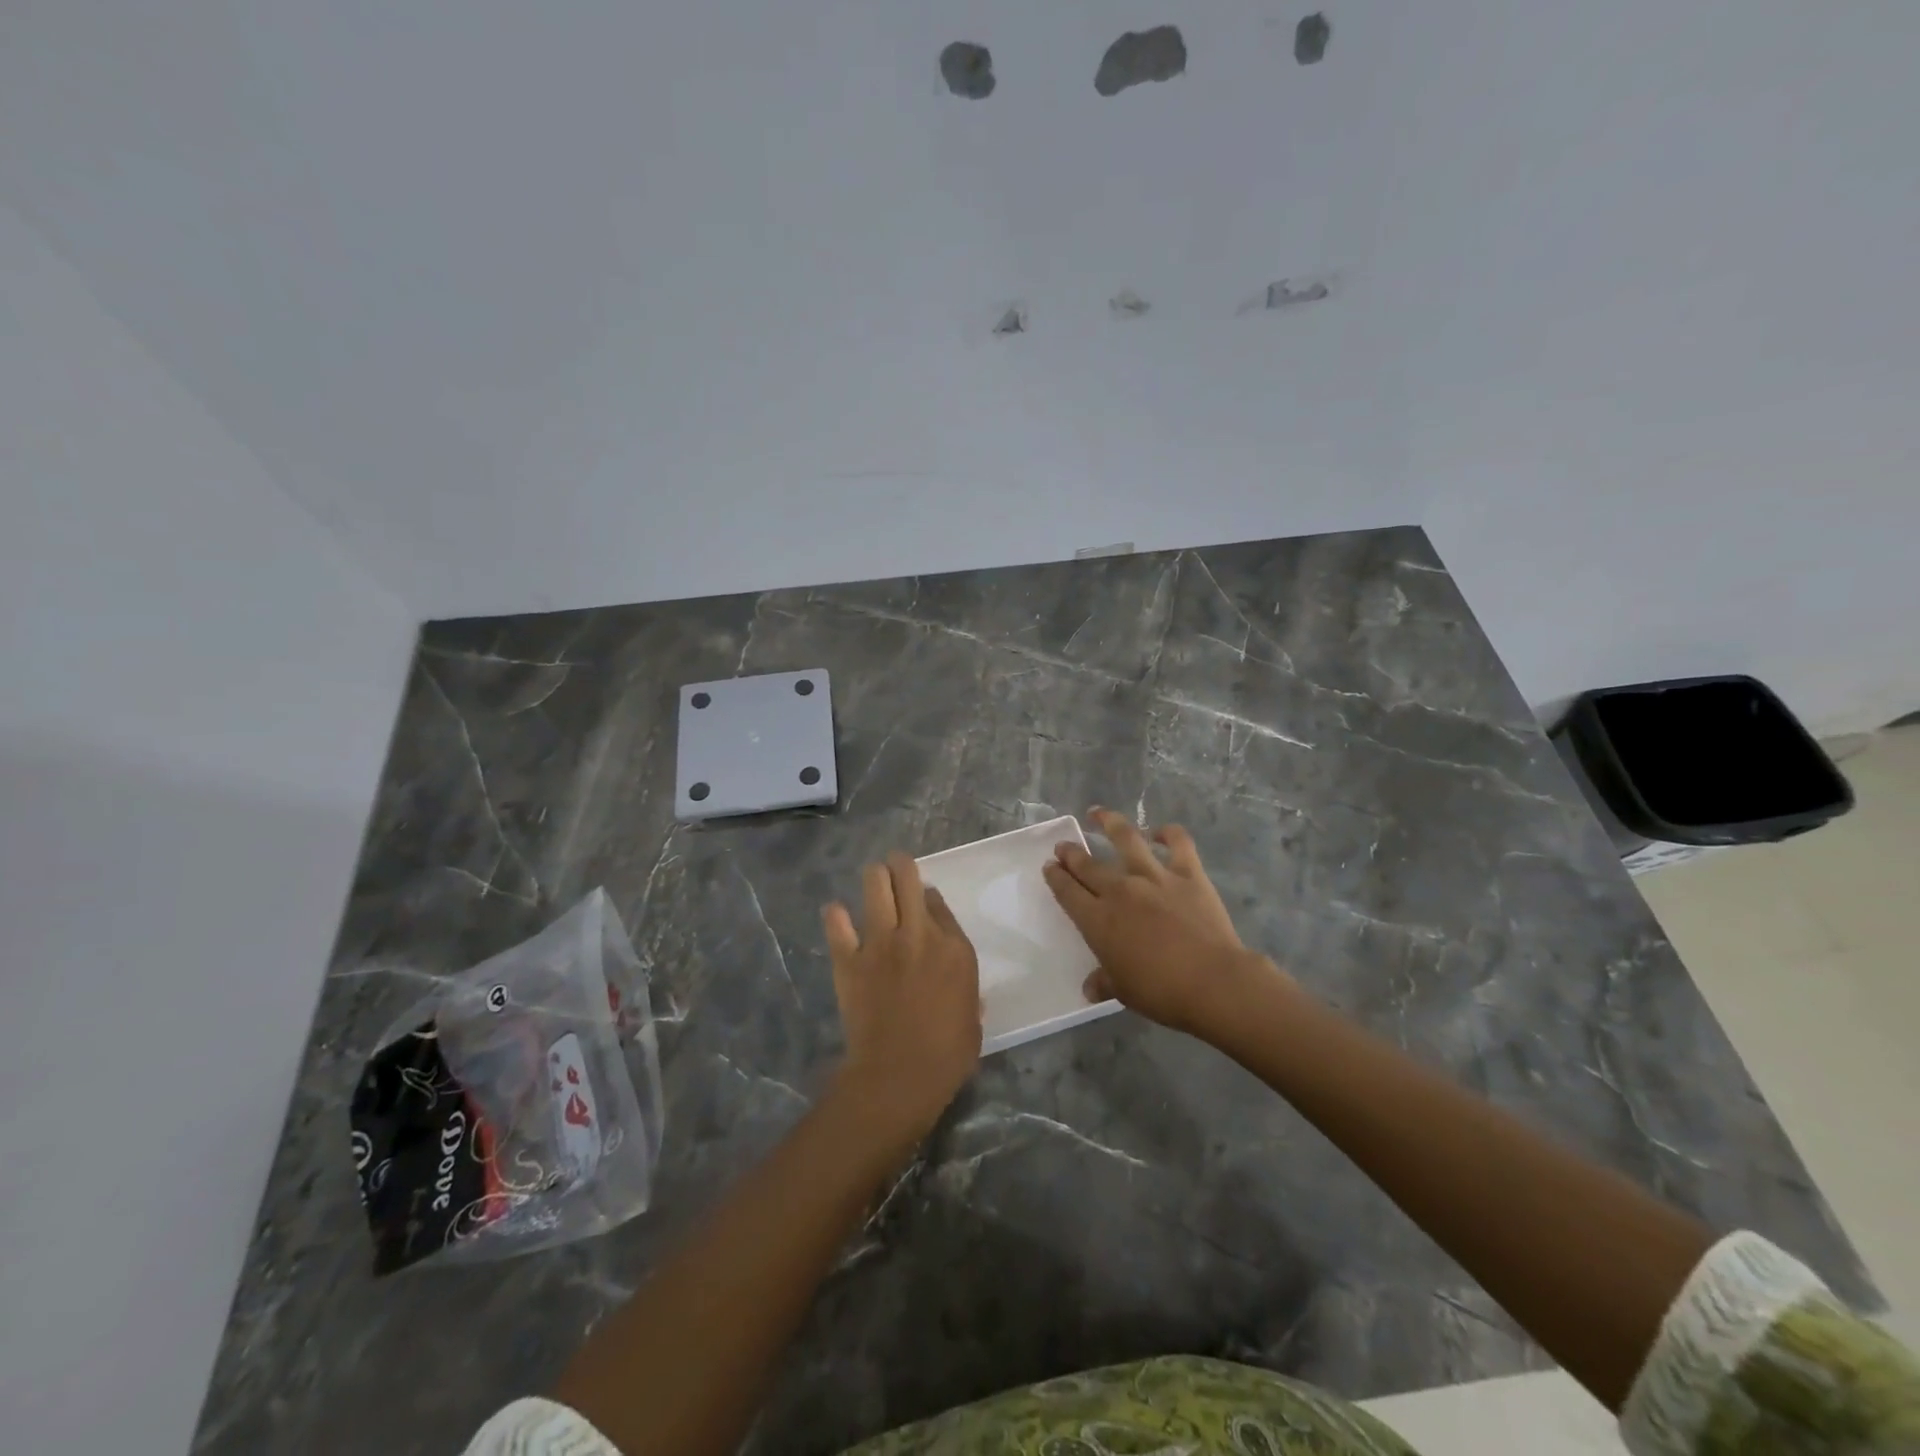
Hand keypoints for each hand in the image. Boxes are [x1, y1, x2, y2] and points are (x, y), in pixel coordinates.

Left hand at [822, 852, 981, 1140]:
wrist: (899, 1076)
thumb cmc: (947, 1055)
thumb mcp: (973, 1018)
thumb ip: (966, 990)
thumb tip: (958, 986)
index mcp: (954, 948)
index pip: (938, 903)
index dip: (928, 897)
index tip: (923, 901)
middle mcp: (918, 934)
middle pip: (908, 879)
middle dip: (901, 866)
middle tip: (896, 866)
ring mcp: (881, 943)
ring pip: (875, 886)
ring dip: (874, 877)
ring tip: (873, 877)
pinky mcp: (849, 959)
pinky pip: (837, 924)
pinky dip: (835, 915)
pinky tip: (836, 913)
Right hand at [1043, 808, 1277, 1036]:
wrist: (1213, 982)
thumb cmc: (1162, 992)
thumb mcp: (1124, 992)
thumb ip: (1104, 982)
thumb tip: (1090, 988)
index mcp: (1098, 920)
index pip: (1067, 891)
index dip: (1055, 877)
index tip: (1050, 866)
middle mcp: (1120, 890)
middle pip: (1087, 864)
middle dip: (1071, 853)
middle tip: (1064, 846)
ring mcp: (1154, 876)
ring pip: (1126, 838)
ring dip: (1109, 822)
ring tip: (1098, 813)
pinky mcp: (1188, 873)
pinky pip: (1178, 842)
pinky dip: (1168, 832)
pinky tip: (1160, 831)